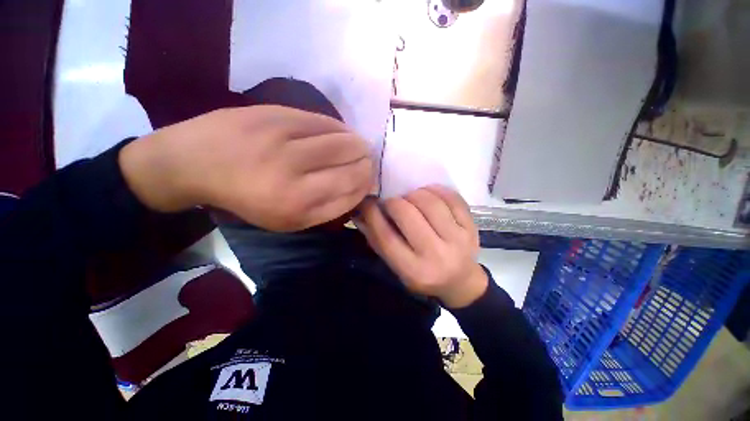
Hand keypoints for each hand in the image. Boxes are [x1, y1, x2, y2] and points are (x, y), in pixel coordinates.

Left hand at [119, 105, 372, 230]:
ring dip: (359, 146)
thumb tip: (360, 188)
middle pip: (354, 167)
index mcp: (296, 207)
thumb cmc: (246, 199)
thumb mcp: (288, 221)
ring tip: (359, 148)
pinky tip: (342, 134)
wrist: (194, 162)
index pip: (352, 193)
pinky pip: (326, 122)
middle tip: (367, 164)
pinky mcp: (278, 115)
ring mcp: (286, 142)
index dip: (366, 186)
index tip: (368, 182)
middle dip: (368, 166)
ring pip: (345, 142)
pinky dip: (342, 129)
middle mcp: (294, 176)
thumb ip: (327, 208)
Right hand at [355, 185, 487, 308]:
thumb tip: (361, 213)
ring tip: (410, 198)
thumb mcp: (397, 267)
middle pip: (408, 215)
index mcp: (414, 270)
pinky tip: (428, 193)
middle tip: (391, 202)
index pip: (386, 237)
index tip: (367, 202)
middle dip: (393, 202)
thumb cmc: (423, 275)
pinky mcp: (471, 228)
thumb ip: (378, 240)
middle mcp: (437, 256)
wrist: (460, 282)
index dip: (372, 214)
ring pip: (430, 203)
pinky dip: (436, 190)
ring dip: (414, 194)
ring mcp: (458, 240)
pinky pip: (452, 199)